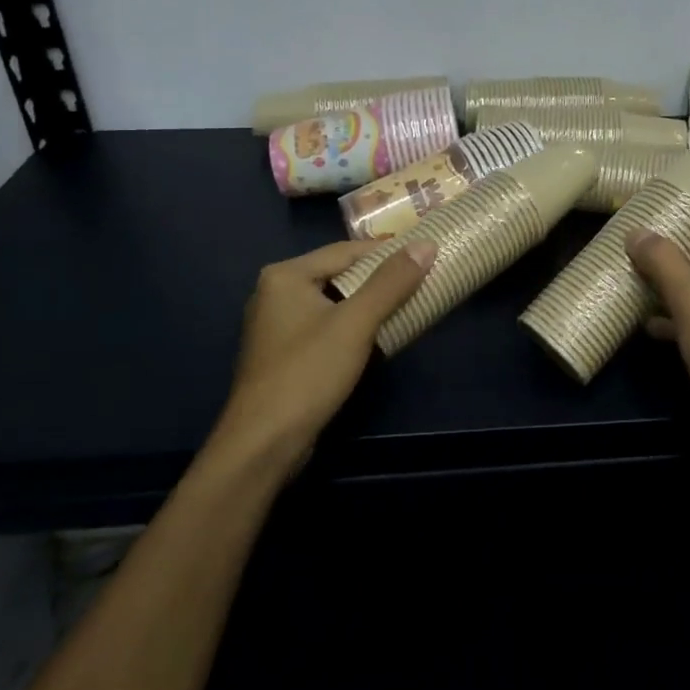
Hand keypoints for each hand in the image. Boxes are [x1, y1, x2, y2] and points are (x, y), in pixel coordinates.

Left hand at [209, 239, 435, 472]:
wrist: (264, 444)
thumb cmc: (308, 373)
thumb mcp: (356, 323)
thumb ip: (391, 282)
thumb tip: (426, 245)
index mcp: (286, 275)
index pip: (347, 250)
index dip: (388, 252)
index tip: (425, 256)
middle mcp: (275, 293)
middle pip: (339, 274)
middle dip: (380, 279)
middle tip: (422, 280)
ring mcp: (277, 326)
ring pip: (334, 302)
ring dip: (369, 305)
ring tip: (409, 305)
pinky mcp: (284, 354)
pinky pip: (326, 326)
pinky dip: (353, 327)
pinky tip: (379, 337)